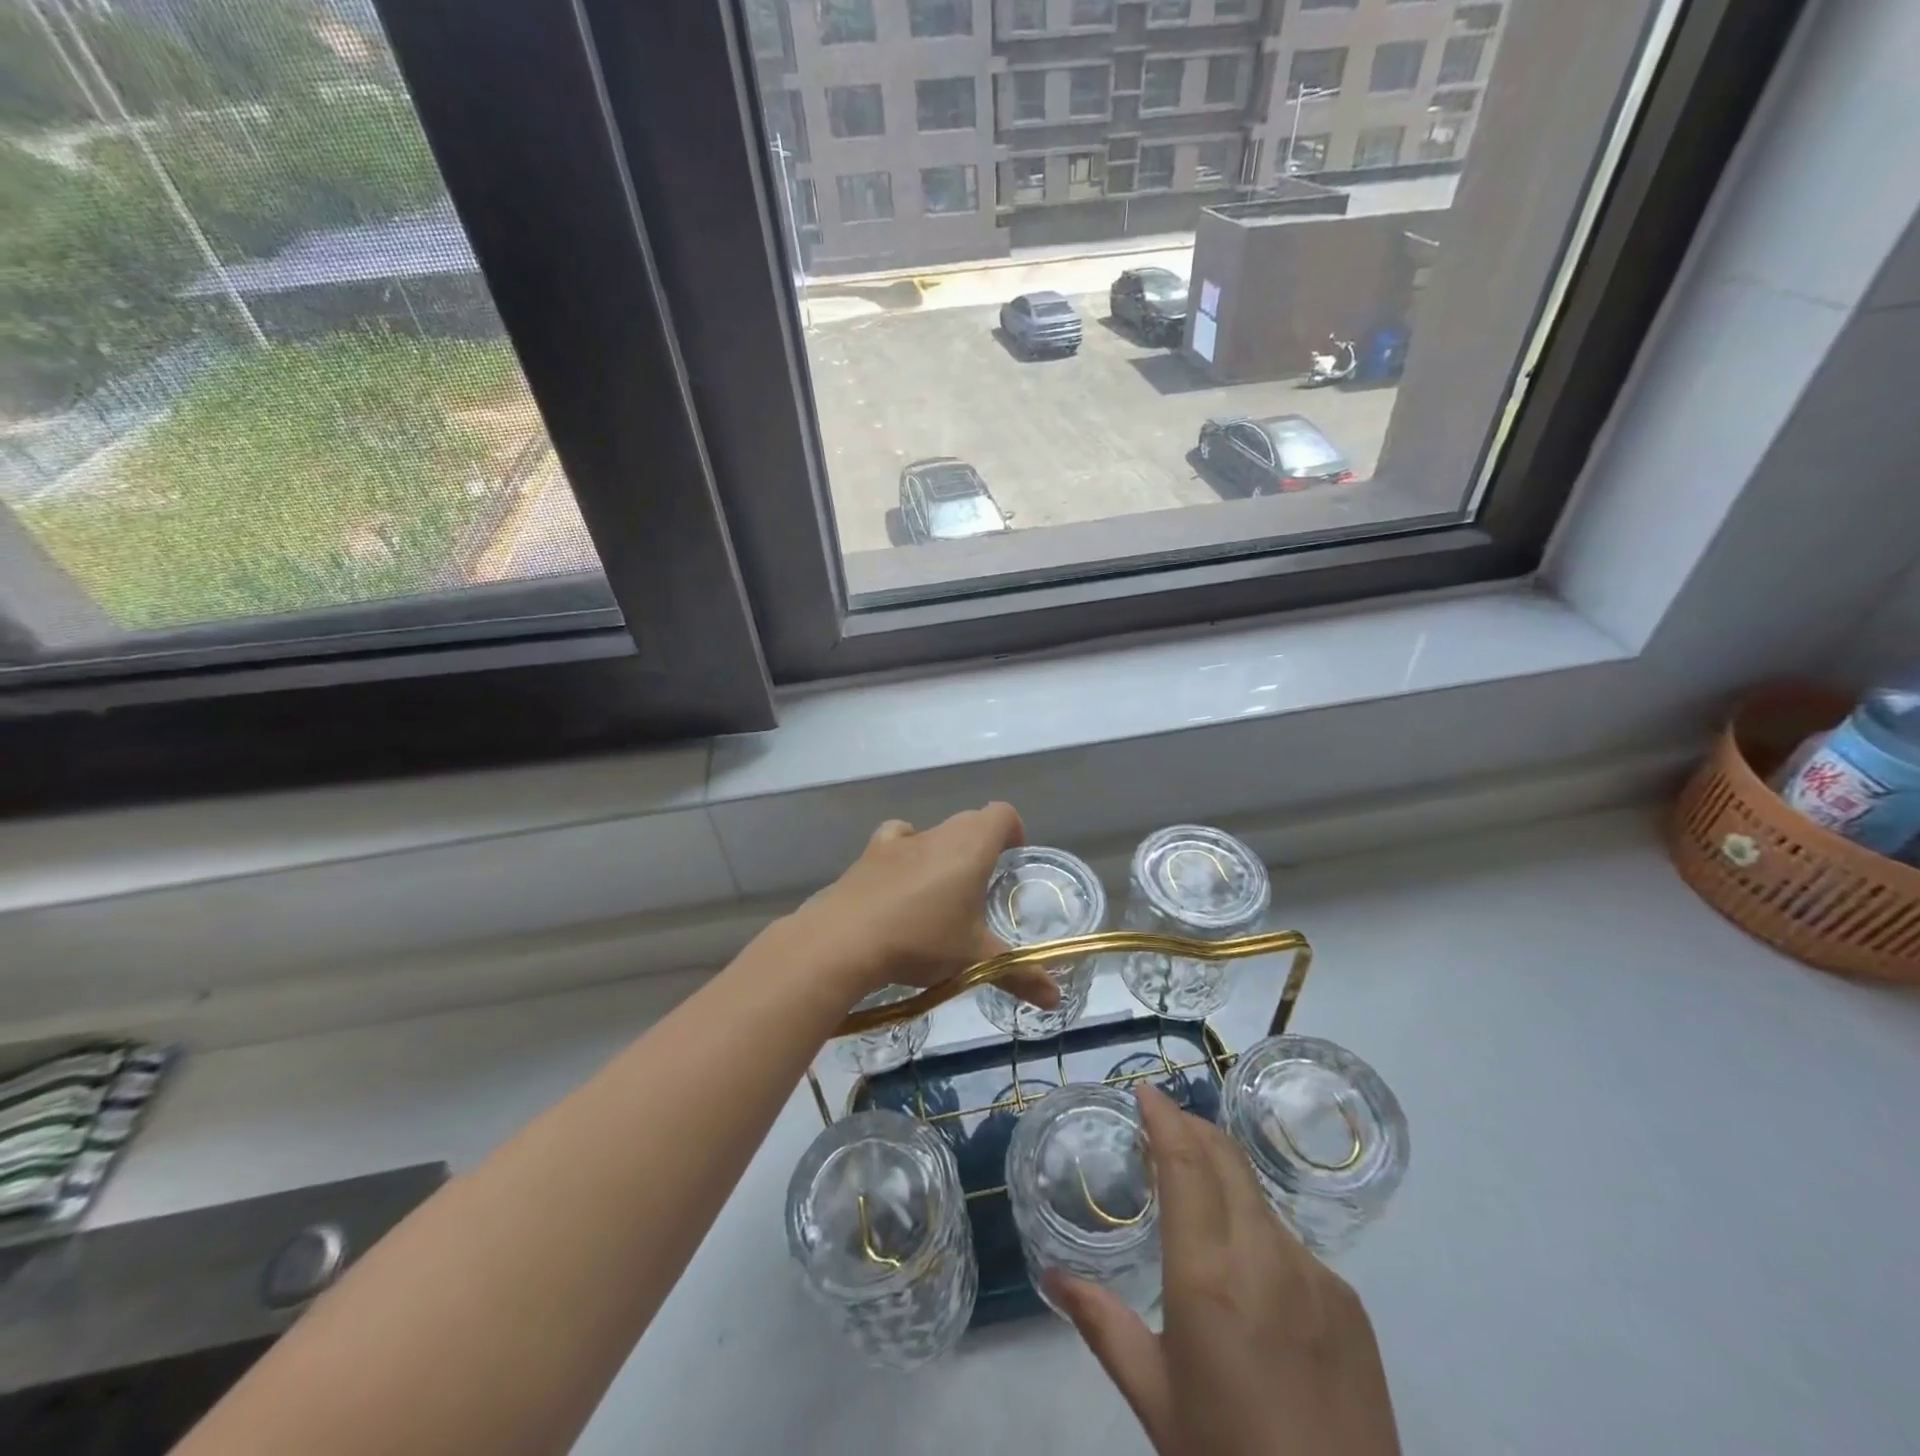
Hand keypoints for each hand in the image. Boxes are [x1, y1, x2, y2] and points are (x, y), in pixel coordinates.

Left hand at [790, 803, 1060, 1009]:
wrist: (844, 939)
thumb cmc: (921, 940)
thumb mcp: (975, 960)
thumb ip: (1019, 975)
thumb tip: (1056, 1000)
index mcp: (971, 846)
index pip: (1002, 814)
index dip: (1012, 830)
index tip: (1013, 859)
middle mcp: (938, 833)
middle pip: (969, 822)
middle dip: (981, 846)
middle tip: (983, 887)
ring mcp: (900, 841)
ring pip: (933, 832)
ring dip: (943, 851)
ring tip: (941, 892)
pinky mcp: (869, 854)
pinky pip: (895, 840)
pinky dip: (904, 854)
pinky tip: (900, 884)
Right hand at [1048, 1085, 1400, 1455]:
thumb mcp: (1155, 1401)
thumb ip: (1102, 1324)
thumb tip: (1054, 1274)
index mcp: (1206, 1275)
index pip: (1184, 1163)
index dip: (1165, 1117)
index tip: (1145, 1092)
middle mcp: (1263, 1255)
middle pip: (1225, 1159)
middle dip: (1192, 1128)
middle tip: (1163, 1124)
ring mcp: (1315, 1275)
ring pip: (1258, 1198)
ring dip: (1223, 1178)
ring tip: (1197, 1197)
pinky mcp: (1350, 1303)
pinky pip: (1292, 1243)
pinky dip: (1257, 1229)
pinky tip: (1250, 1276)